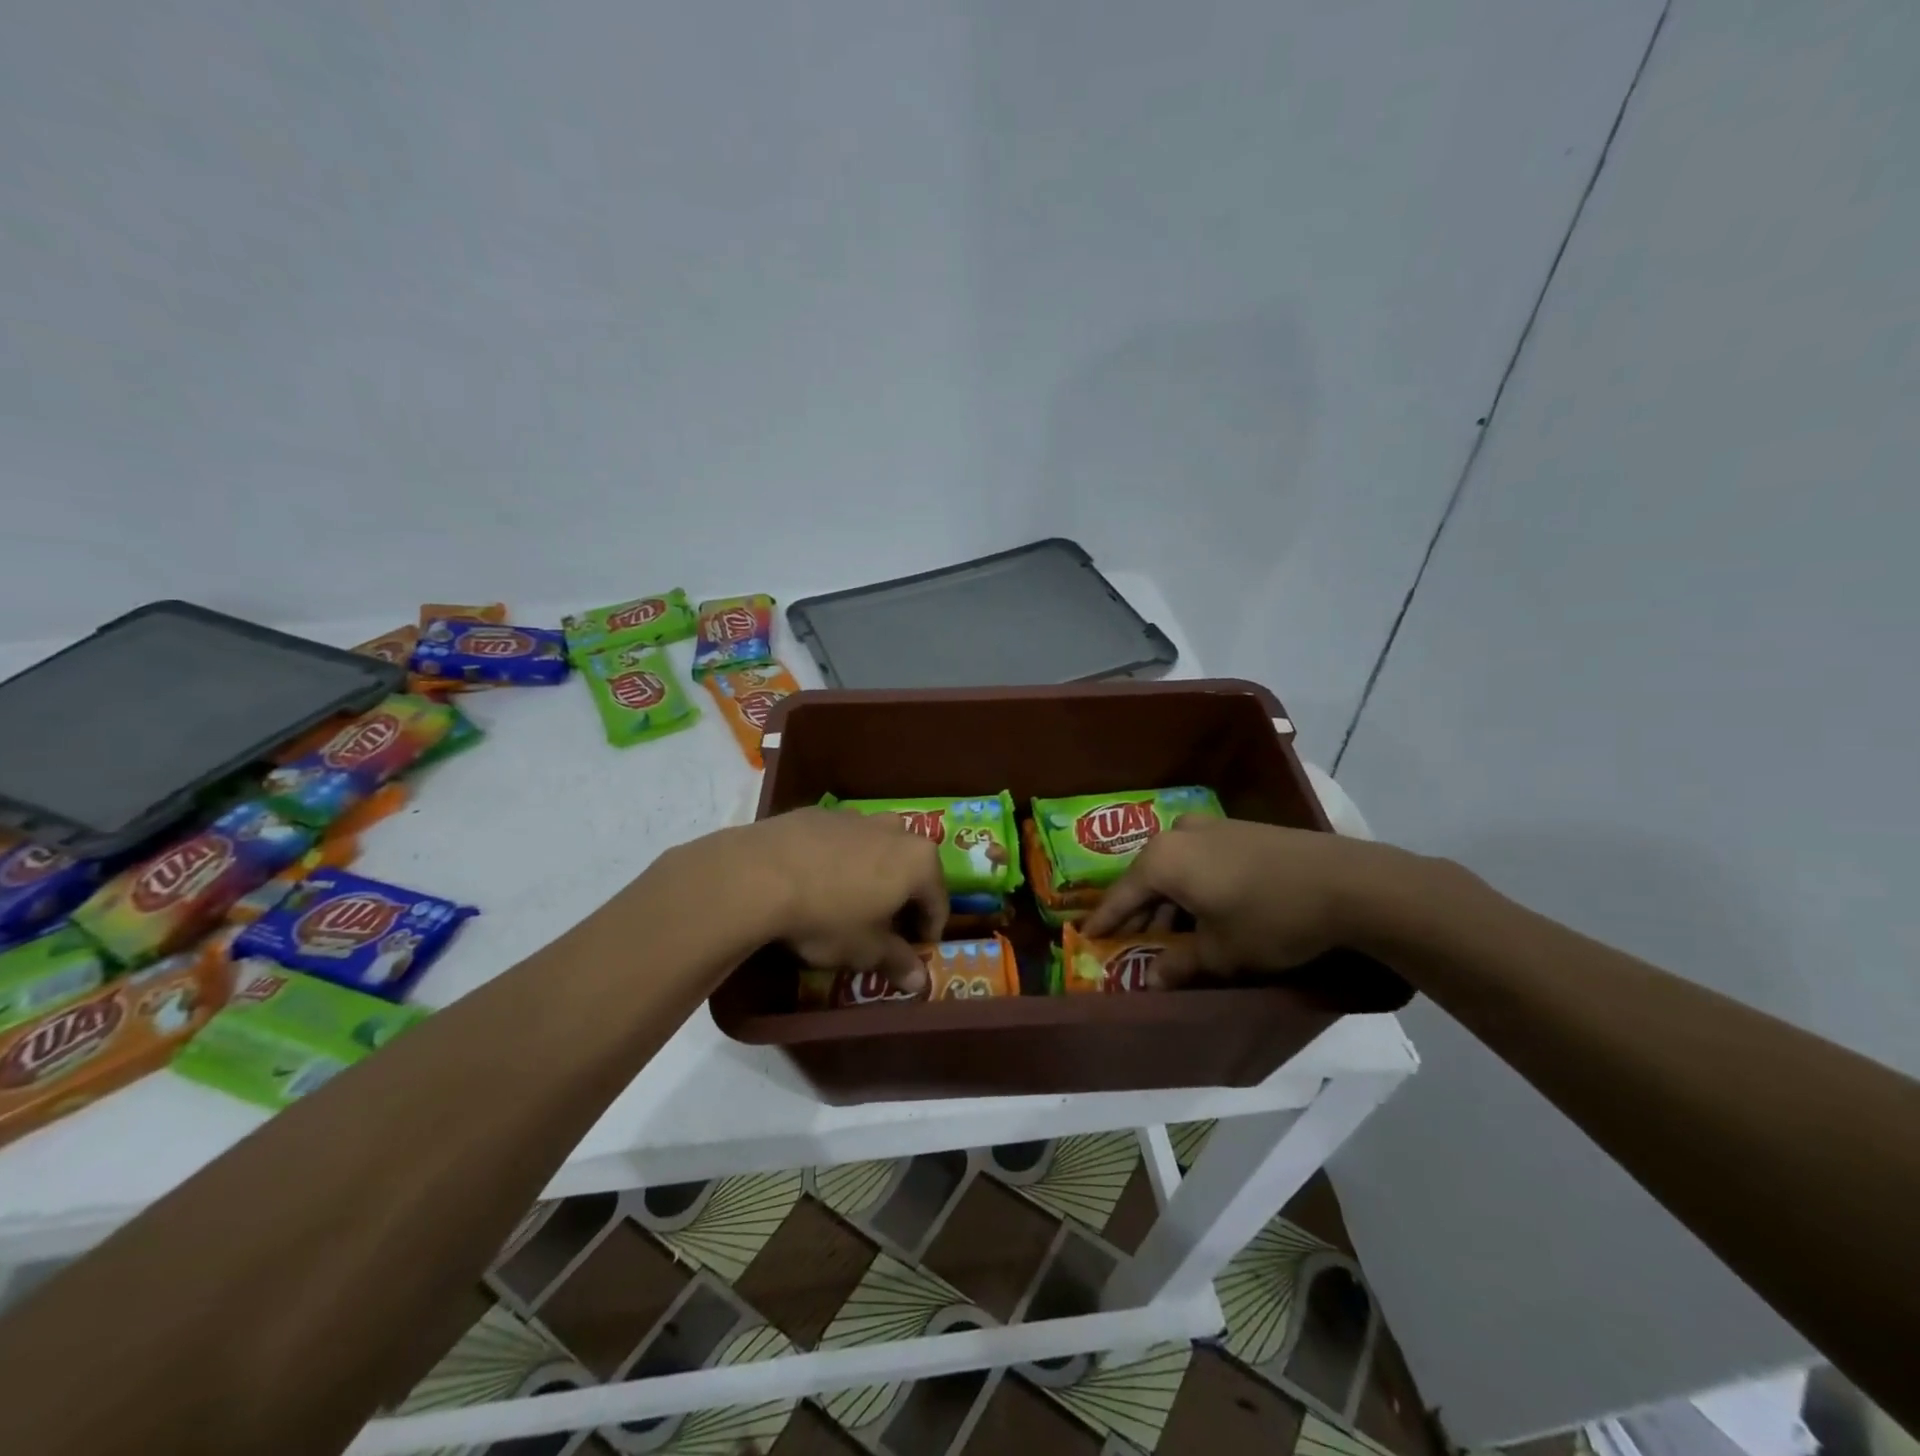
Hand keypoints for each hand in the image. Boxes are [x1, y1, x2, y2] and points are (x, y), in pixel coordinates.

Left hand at [659, 808, 947, 991]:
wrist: (758, 875)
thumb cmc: (827, 916)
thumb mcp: (865, 950)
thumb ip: (897, 961)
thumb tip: (919, 981)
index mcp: (918, 861)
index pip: (938, 901)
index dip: (928, 931)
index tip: (914, 951)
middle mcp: (895, 830)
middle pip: (910, 869)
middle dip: (902, 898)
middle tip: (883, 928)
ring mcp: (856, 817)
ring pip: (876, 850)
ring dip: (872, 875)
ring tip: (848, 903)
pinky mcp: (820, 813)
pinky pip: (841, 841)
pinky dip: (839, 860)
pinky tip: (815, 883)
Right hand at [1080, 817, 1405, 985]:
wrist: (1347, 883)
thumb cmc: (1270, 919)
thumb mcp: (1221, 953)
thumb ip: (1179, 965)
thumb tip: (1150, 980)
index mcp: (1163, 860)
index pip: (1121, 896)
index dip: (1104, 921)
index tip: (1085, 937)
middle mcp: (1178, 835)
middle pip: (1146, 878)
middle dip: (1139, 912)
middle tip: (1130, 940)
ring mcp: (1211, 826)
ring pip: (1175, 868)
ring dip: (1169, 901)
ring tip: (1172, 934)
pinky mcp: (1239, 829)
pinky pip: (1199, 860)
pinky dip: (1193, 886)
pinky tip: (1205, 911)